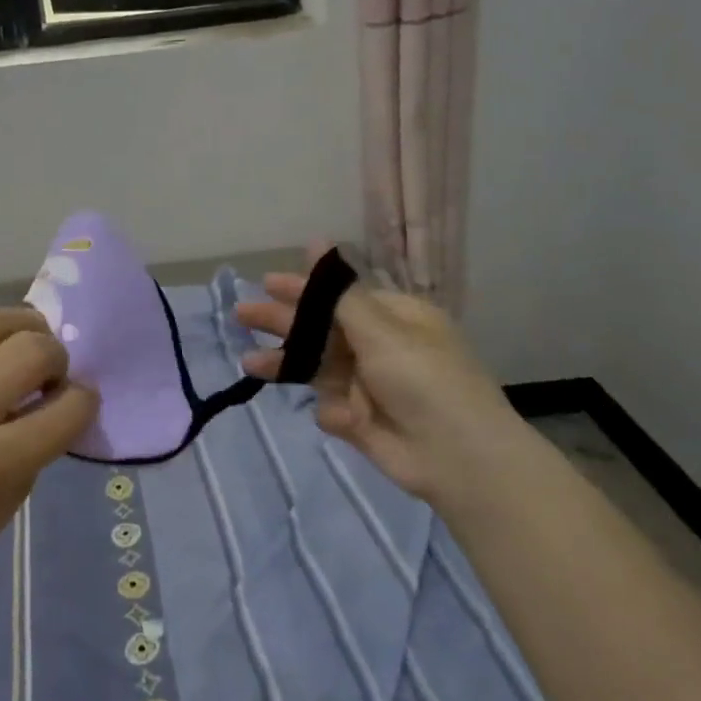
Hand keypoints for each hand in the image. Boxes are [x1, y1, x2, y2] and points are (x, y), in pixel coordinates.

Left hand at [0, 309, 96, 586]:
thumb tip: (61, 385)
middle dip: (56, 357)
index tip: (79, 401)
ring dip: (24, 331)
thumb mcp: (16, 490)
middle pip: (31, 348)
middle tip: (49, 375)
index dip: (85, 399)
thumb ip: (42, 434)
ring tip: (24, 351)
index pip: (66, 406)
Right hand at [235, 249, 527, 507]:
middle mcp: (379, 346)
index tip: (267, 283)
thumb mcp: (381, 330)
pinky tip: (349, 419)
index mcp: (393, 318)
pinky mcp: (359, 419)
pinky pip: (330, 406)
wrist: (458, 458)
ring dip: (287, 363)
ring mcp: (367, 384)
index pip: (339, 297)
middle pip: (321, 329)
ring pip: (316, 367)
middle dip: (283, 323)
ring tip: (250, 363)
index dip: (303, 290)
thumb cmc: (423, 380)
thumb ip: (339, 293)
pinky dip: (334, 410)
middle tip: (242, 314)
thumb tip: (317, 242)